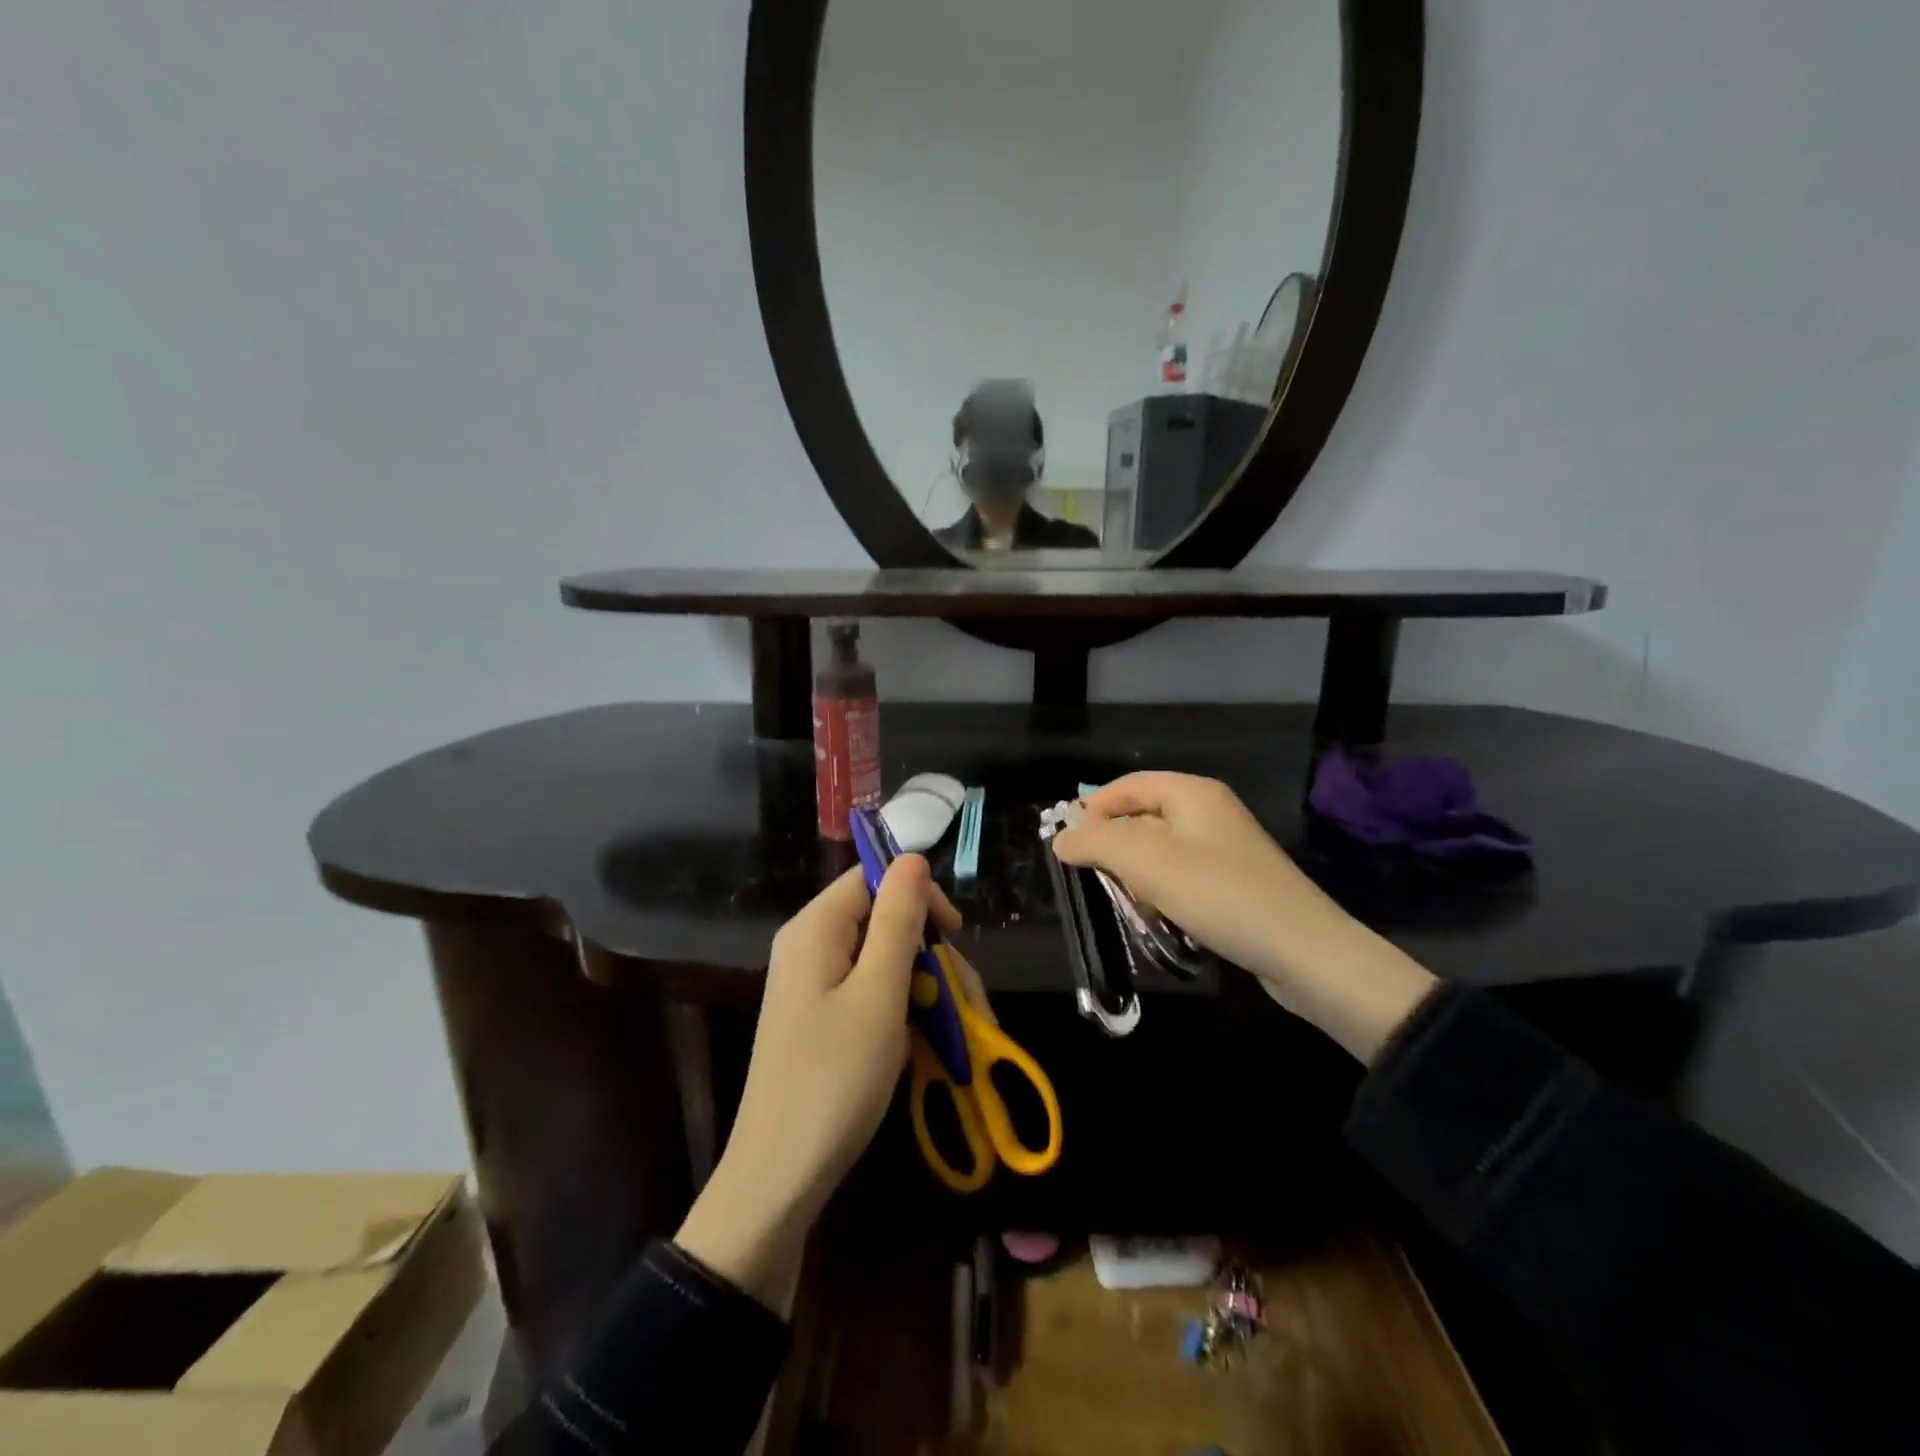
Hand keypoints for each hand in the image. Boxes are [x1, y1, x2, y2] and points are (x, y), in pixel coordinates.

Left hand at [675, 857, 957, 1308]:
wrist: (780, 1176)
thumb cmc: (835, 1079)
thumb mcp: (879, 994)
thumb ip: (898, 919)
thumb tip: (913, 857)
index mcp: (815, 928)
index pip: (874, 877)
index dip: (919, 896)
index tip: (955, 935)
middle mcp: (809, 944)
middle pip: (881, 918)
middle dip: (927, 951)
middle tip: (960, 998)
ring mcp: (812, 982)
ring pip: (882, 958)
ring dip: (922, 985)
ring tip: (949, 1030)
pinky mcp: (819, 1015)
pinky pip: (869, 989)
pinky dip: (901, 1007)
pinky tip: (921, 1042)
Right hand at [1049, 772, 1435, 1062]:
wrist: (1305, 953)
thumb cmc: (1219, 894)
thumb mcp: (1147, 862)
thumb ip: (1097, 843)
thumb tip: (1061, 838)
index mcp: (1192, 793)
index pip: (1129, 785)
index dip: (1093, 807)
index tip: (1065, 841)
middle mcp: (1209, 813)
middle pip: (1143, 817)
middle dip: (1113, 846)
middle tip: (1090, 876)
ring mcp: (1224, 850)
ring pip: (1160, 852)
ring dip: (1136, 875)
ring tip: (1124, 902)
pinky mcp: (1233, 884)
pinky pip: (1182, 878)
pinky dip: (1161, 893)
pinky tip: (1158, 919)